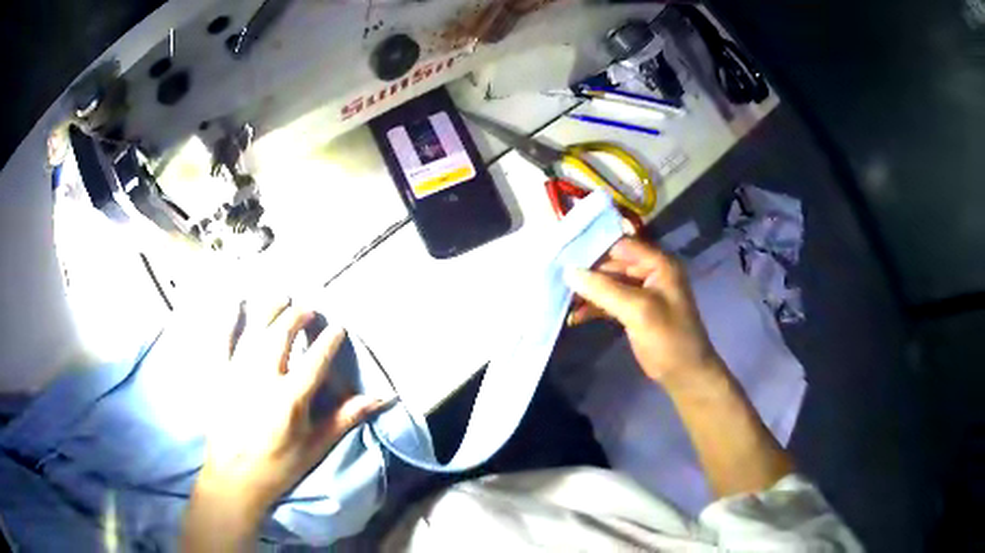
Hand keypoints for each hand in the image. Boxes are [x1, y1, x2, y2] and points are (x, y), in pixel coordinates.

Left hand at [183, 299, 380, 549]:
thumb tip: (379, 399)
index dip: (328, 340)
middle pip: (282, 335)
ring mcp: (238, 373)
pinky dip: (229, 321)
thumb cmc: (279, 465)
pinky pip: (223, 342)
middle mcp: (264, 377)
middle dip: (297, 316)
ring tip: (281, 296)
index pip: (315, 359)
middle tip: (308, 308)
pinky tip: (236, 304)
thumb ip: (345, 419)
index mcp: (291, 397)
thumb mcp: (316, 446)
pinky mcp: (220, 376)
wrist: (235, 477)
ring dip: (269, 309)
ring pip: (255, 331)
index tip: (338, 327)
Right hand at [565, 238, 723, 386]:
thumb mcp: (638, 310)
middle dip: (587, 271)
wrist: (684, 374)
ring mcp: (643, 292)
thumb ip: (604, 289)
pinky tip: (575, 316)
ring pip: (609, 283)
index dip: (594, 246)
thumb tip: (569, 271)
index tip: (563, 252)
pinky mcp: (635, 310)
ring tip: (562, 297)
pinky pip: (611, 301)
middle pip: (612, 263)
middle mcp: (651, 272)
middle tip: (556, 276)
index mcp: (659, 263)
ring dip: (588, 291)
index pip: (621, 244)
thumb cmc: (668, 338)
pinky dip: (594, 307)